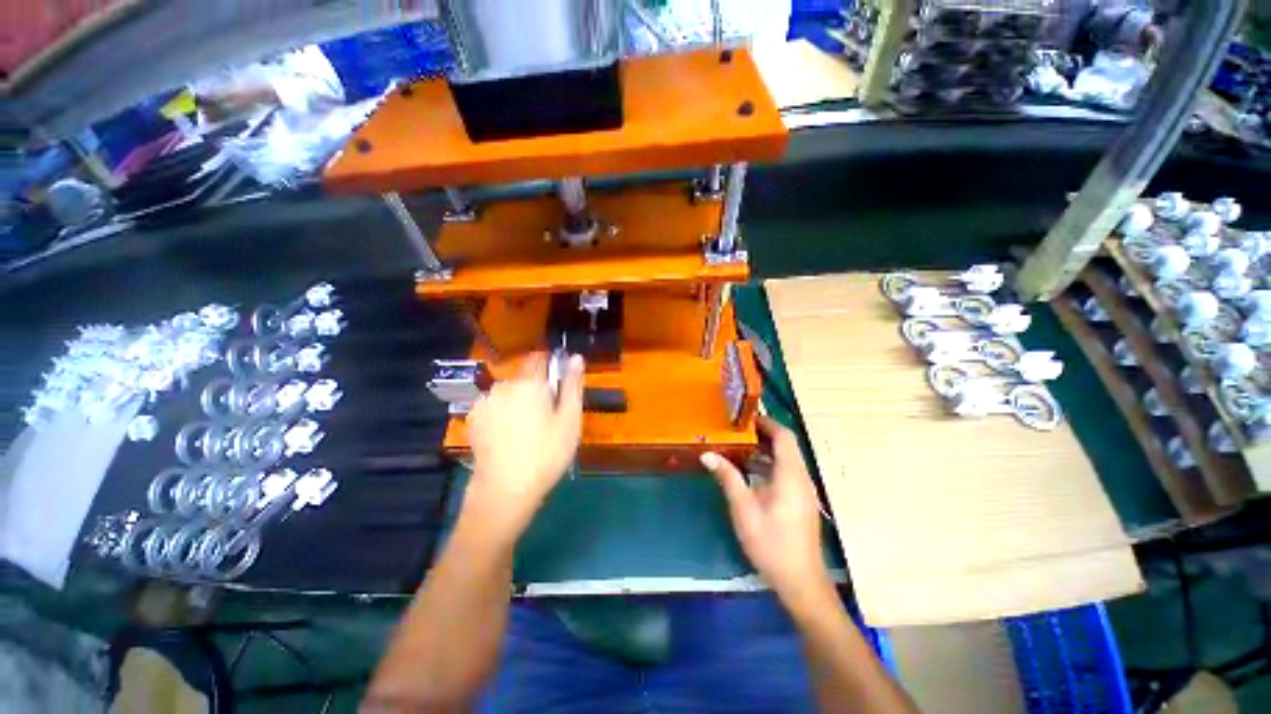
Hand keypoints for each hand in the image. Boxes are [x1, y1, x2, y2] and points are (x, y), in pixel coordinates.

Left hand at [464, 353, 584, 545]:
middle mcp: (504, 385)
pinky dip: (503, 413)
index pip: (540, 358)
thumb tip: (576, 357)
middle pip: (524, 378)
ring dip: (519, 402)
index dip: (551, 367)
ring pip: (509, 393)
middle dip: (536, 390)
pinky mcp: (474, 419)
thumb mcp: (569, 420)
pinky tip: (509, 436)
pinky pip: (495, 406)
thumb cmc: (546, 453)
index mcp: (529, 383)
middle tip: (548, 418)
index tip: (559, 387)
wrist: (505, 489)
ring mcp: (485, 402)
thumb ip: (572, 385)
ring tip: (527, 430)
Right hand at [701, 417, 829, 603]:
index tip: (744, 419)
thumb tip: (708, 454)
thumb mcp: (744, 509)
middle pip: (786, 445)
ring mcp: (803, 490)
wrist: (800, 581)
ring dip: (765, 451)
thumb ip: (728, 477)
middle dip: (763, 434)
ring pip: (787, 459)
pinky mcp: (801, 501)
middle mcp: (801, 478)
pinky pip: (786, 472)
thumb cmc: (771, 543)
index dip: (766, 423)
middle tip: (736, 432)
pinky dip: (770, 465)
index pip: (784, 436)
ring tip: (738, 448)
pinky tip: (750, 473)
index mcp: (790, 475)